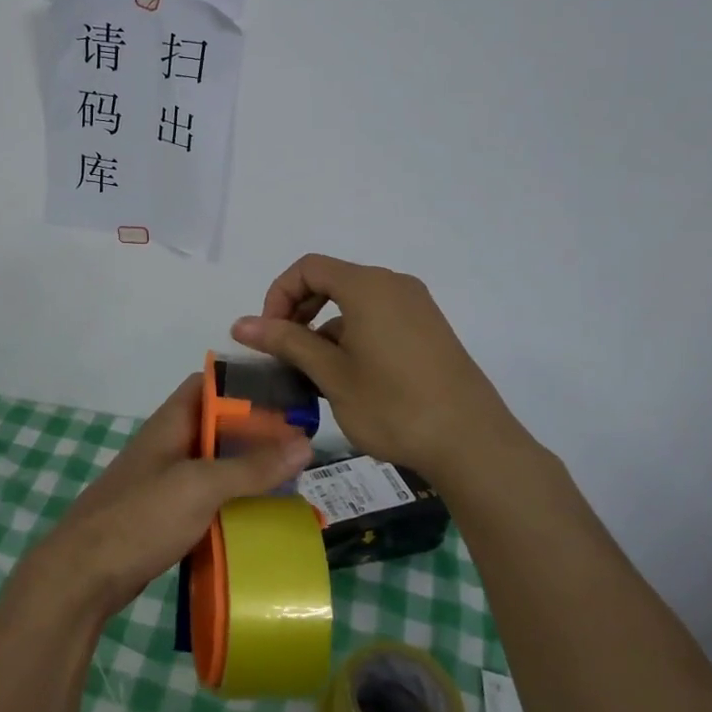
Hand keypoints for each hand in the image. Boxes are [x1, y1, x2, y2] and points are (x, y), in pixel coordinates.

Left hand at [22, 374, 311, 624]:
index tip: (286, 398)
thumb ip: (251, 466)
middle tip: (302, 447)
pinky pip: (208, 499)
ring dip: (248, 471)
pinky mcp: (166, 516)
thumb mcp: (200, 486)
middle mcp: (168, 445)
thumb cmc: (141, 517)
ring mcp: (165, 482)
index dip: (245, 386)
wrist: (84, 575)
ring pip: (215, 465)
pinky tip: (261, 517)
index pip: (209, 385)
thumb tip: (305, 443)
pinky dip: (233, 503)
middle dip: (256, 434)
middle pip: (218, 427)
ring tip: (292, 481)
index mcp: (171, 423)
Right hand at [231, 253, 541, 480]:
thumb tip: (239, 324)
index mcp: (368, 286)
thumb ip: (286, 342)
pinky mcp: (429, 331)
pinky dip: (353, 338)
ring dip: (325, 330)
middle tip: (286, 355)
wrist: (472, 443)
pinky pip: (379, 319)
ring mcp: (417, 307)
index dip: (278, 295)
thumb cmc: (393, 406)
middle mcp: (394, 285)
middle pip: (331, 281)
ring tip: (316, 377)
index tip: (270, 336)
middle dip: (299, 312)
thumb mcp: (331, 374)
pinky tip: (351, 381)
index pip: (308, 267)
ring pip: (354, 304)